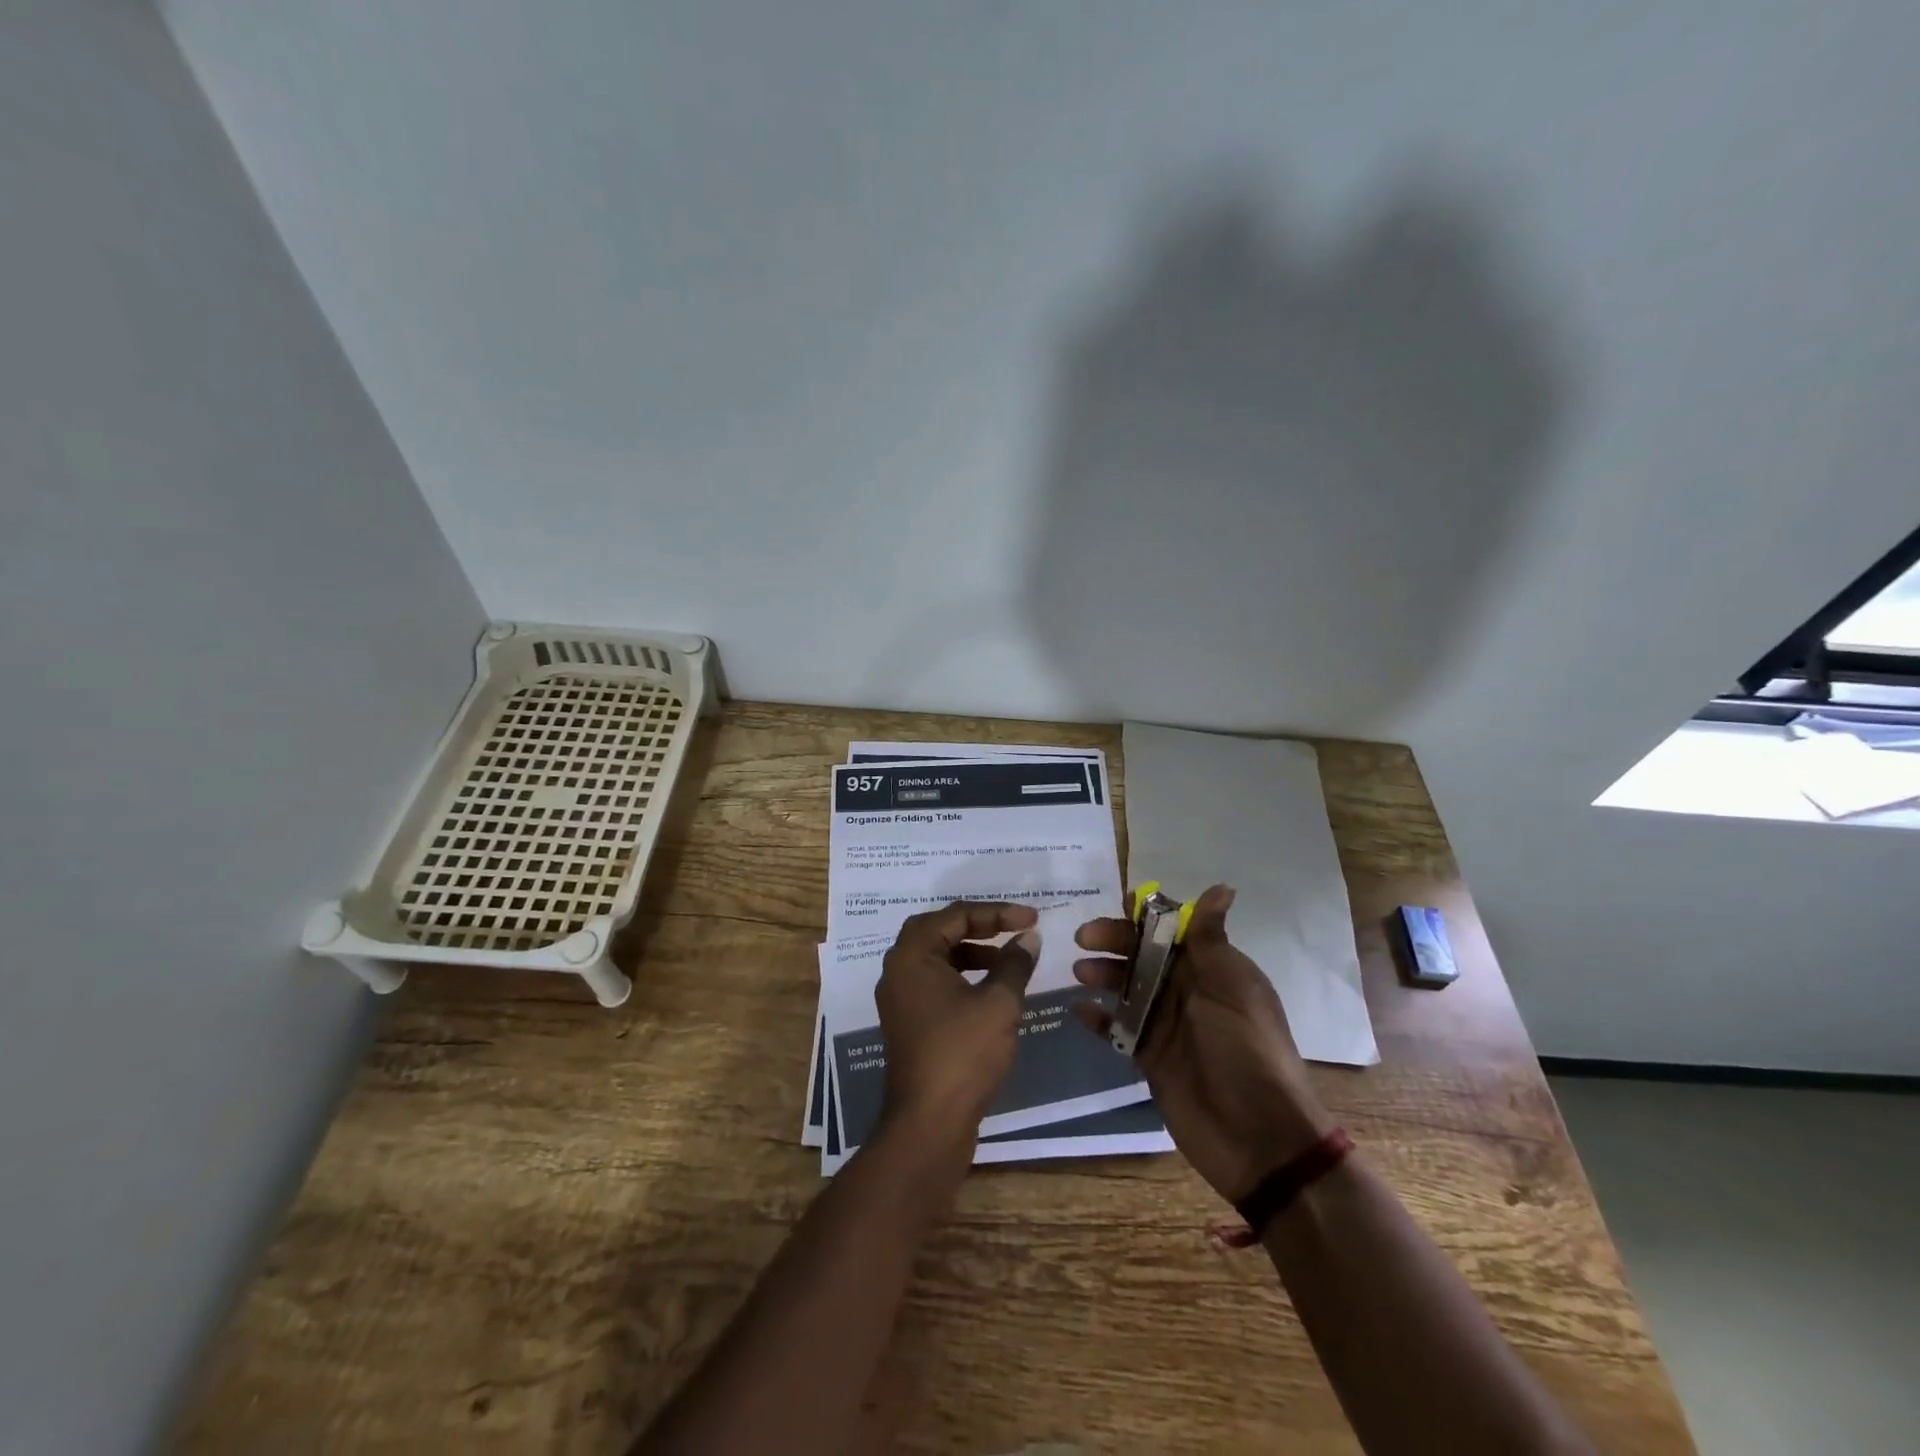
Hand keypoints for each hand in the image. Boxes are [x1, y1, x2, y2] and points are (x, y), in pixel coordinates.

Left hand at [876, 901, 1041, 1151]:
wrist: (929, 1124)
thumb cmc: (963, 1054)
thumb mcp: (999, 1003)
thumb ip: (1015, 964)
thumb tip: (1029, 938)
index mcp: (912, 955)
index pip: (955, 915)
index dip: (997, 913)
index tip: (1032, 918)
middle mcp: (898, 970)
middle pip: (939, 930)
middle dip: (979, 926)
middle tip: (1012, 929)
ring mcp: (901, 998)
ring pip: (937, 957)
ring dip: (972, 951)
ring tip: (1007, 960)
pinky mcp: (909, 1022)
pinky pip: (936, 982)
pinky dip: (963, 976)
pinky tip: (991, 990)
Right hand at [1072, 885, 1333, 1204]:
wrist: (1259, 1138)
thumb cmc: (1247, 1051)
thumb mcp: (1232, 989)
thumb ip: (1212, 940)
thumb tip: (1222, 887)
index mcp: (1213, 969)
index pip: (1175, 930)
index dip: (1148, 915)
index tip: (1120, 903)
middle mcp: (1188, 991)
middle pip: (1144, 955)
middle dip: (1114, 942)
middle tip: (1084, 938)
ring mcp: (1167, 1024)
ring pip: (1127, 988)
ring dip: (1103, 975)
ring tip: (1080, 973)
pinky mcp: (1151, 1056)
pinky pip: (1119, 1029)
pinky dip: (1099, 1019)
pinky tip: (1080, 1011)